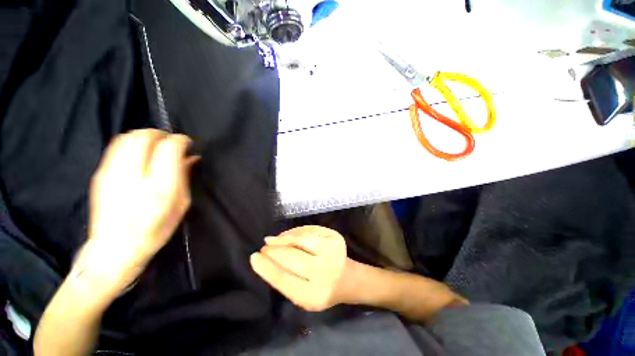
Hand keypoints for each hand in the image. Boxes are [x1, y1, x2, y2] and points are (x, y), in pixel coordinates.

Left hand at [81, 129, 196, 292]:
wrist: (114, 249)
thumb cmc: (156, 230)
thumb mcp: (181, 206)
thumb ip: (185, 177)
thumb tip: (192, 157)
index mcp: (159, 188)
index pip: (169, 149)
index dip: (180, 141)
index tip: (187, 143)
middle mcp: (134, 177)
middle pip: (145, 137)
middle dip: (162, 134)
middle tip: (171, 143)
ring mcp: (112, 174)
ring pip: (128, 137)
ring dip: (146, 136)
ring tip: (156, 145)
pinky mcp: (100, 174)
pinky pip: (117, 146)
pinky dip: (132, 142)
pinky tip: (140, 153)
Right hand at [250, 226, 349, 311]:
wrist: (346, 278)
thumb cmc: (319, 288)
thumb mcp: (301, 293)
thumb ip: (284, 278)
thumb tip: (265, 257)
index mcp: (314, 295)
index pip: (283, 279)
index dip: (266, 267)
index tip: (254, 257)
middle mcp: (325, 273)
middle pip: (293, 257)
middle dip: (274, 250)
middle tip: (264, 246)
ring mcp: (333, 252)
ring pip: (302, 240)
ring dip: (284, 238)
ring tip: (273, 240)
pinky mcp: (336, 238)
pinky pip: (310, 230)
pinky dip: (296, 232)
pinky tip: (288, 236)